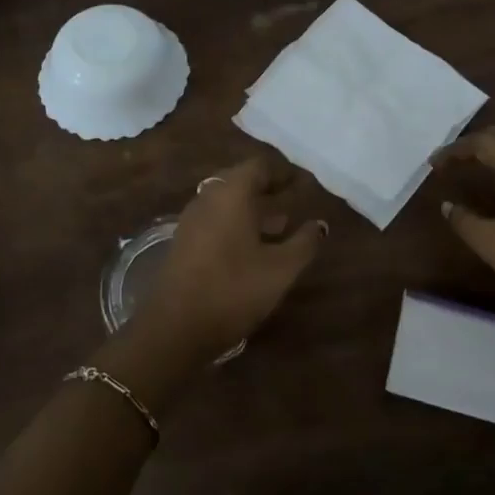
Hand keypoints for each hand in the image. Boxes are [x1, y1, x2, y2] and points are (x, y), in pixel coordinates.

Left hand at [125, 156, 326, 368]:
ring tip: (280, 225)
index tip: (302, 184)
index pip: (258, 167)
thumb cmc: (234, 289)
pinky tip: (253, 249)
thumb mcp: (280, 269)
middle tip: (292, 201)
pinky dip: (236, 225)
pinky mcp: (183, 243)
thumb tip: (320, 224)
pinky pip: (214, 221)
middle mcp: (207, 199)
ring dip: (252, 209)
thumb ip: (304, 242)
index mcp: (231, 194)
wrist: (175, 328)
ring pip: (226, 204)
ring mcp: (191, 221)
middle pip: (239, 182)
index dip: (282, 173)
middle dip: (267, 190)